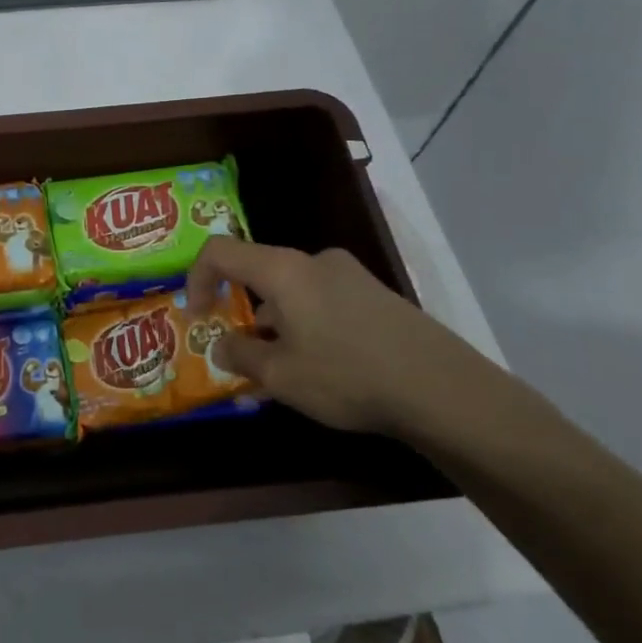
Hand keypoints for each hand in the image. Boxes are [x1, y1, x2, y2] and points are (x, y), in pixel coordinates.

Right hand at [184, 237, 511, 440]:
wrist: (444, 391)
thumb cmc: (347, 376)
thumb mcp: (280, 375)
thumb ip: (240, 355)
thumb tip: (223, 345)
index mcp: (284, 270)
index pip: (220, 252)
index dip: (196, 279)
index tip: (197, 318)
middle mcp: (316, 261)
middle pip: (260, 273)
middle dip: (242, 311)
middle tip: (244, 355)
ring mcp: (352, 276)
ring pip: (293, 292)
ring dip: (277, 323)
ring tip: (286, 372)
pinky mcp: (378, 297)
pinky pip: (324, 302)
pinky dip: (308, 326)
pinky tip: (325, 369)